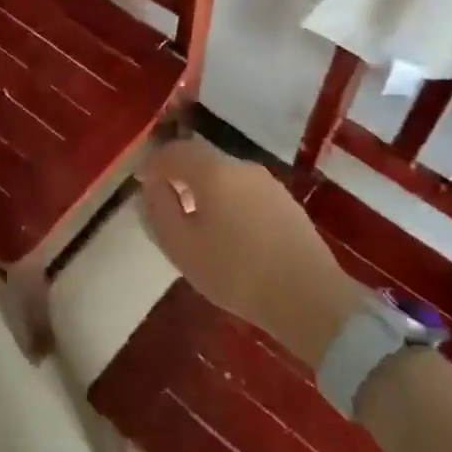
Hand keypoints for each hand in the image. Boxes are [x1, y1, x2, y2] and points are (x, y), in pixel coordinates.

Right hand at [138, 140, 368, 362]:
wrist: (311, 299)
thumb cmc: (238, 273)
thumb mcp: (182, 247)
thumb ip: (160, 210)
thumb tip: (154, 187)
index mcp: (214, 172)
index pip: (175, 152)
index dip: (153, 163)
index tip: (140, 180)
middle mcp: (242, 168)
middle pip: (202, 160)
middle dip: (179, 174)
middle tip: (164, 198)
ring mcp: (269, 184)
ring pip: (225, 176)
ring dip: (204, 188)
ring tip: (194, 218)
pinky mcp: (287, 204)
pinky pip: (245, 192)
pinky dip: (227, 200)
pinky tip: (227, 230)